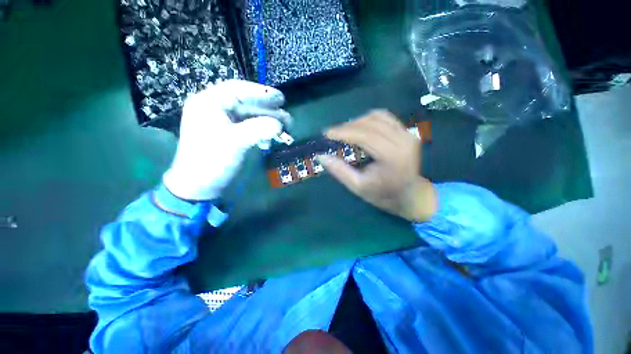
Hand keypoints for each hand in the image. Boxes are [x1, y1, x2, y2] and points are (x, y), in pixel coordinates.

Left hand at [163, 80, 290, 200]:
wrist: (199, 186)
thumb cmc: (211, 161)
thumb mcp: (235, 142)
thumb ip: (258, 129)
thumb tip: (279, 125)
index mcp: (208, 102)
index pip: (237, 89)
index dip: (261, 92)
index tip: (281, 99)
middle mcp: (215, 108)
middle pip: (247, 104)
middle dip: (268, 112)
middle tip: (287, 119)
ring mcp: (223, 122)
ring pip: (250, 117)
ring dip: (267, 124)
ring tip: (284, 130)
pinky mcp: (229, 135)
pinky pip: (248, 129)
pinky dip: (261, 133)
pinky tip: (268, 142)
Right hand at [319, 110, 436, 221]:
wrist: (410, 195)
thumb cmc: (383, 194)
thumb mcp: (357, 186)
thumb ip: (339, 170)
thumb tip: (320, 156)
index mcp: (392, 156)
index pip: (365, 136)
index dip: (343, 132)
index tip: (326, 133)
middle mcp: (403, 140)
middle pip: (370, 123)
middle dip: (347, 126)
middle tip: (333, 134)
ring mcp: (407, 134)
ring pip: (378, 116)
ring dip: (357, 121)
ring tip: (345, 132)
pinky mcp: (407, 132)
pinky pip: (385, 117)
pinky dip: (369, 119)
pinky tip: (360, 128)